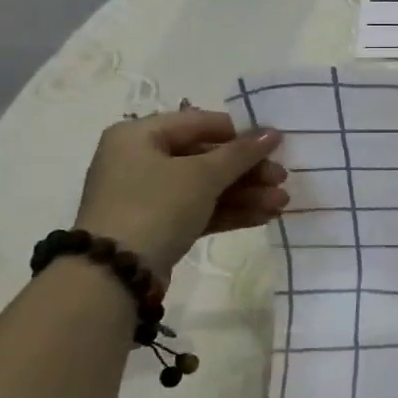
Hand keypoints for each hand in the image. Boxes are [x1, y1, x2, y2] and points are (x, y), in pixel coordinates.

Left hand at [73, 109, 286, 273]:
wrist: (115, 275)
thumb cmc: (155, 206)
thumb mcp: (202, 175)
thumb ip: (240, 153)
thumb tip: (273, 133)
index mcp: (140, 135)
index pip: (199, 123)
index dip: (240, 133)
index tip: (275, 145)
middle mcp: (140, 160)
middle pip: (205, 157)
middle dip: (248, 170)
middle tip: (281, 179)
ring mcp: (148, 196)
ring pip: (206, 187)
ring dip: (246, 193)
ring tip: (281, 203)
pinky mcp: (158, 226)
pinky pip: (200, 210)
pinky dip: (230, 212)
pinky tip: (263, 216)